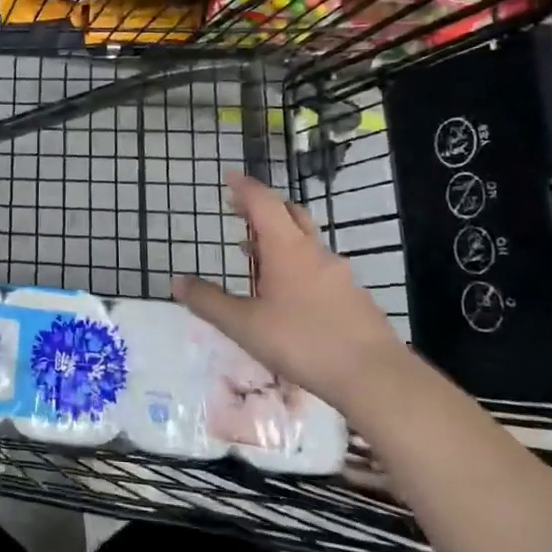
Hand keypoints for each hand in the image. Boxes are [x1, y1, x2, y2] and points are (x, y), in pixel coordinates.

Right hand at [173, 172, 409, 405]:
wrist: (373, 375)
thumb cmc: (302, 341)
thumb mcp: (244, 325)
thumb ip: (209, 302)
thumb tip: (177, 281)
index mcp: (286, 248)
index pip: (263, 202)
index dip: (245, 187)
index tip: (230, 177)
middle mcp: (314, 252)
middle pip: (290, 213)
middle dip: (263, 206)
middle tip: (239, 209)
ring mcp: (338, 273)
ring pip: (305, 241)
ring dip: (279, 237)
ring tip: (255, 252)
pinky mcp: (352, 296)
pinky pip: (319, 266)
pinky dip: (298, 263)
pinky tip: (289, 292)